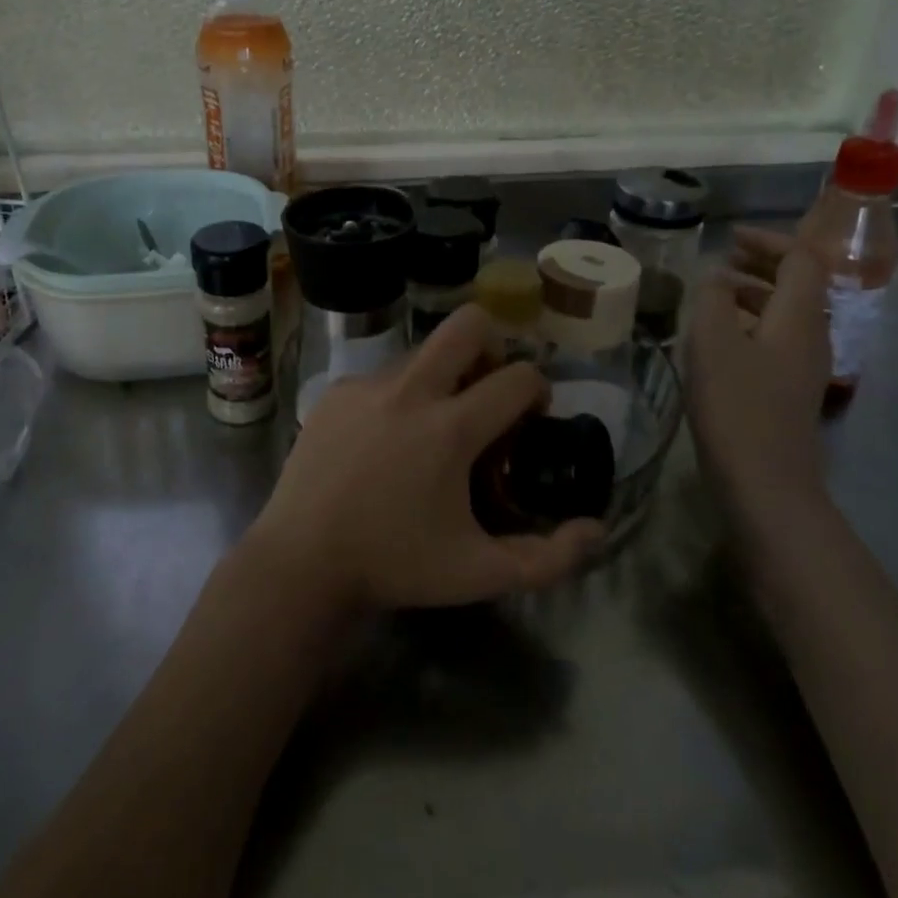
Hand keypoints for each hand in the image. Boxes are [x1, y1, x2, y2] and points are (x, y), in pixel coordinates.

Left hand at [243, 306, 605, 611]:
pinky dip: (399, 396)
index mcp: (450, 428)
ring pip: (423, 352)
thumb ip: (548, 557)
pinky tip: (384, 442)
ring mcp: (366, 386)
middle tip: (487, 392)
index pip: (519, 377)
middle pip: (467, 324)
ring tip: (430, 430)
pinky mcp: (335, 392)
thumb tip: (596, 529)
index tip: (530, 418)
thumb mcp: (480, 573)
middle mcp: (410, 391)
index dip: (538, 391)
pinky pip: (382, 376)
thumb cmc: (395, 566)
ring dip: (442, 377)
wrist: (302, 562)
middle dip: (492, 346)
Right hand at [685, 226, 831, 517]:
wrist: (765, 484)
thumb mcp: (712, 343)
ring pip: (787, 313)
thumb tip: (717, 276)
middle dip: (763, 263)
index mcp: (800, 317)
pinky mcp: (790, 390)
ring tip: (716, 293)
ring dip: (756, 293)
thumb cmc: (737, 407)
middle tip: (723, 258)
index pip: (801, 259)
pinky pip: (778, 339)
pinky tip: (720, 337)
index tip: (730, 238)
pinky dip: (752, 322)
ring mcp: (805, 366)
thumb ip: (713, 299)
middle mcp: (813, 336)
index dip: (768, 240)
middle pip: (800, 284)